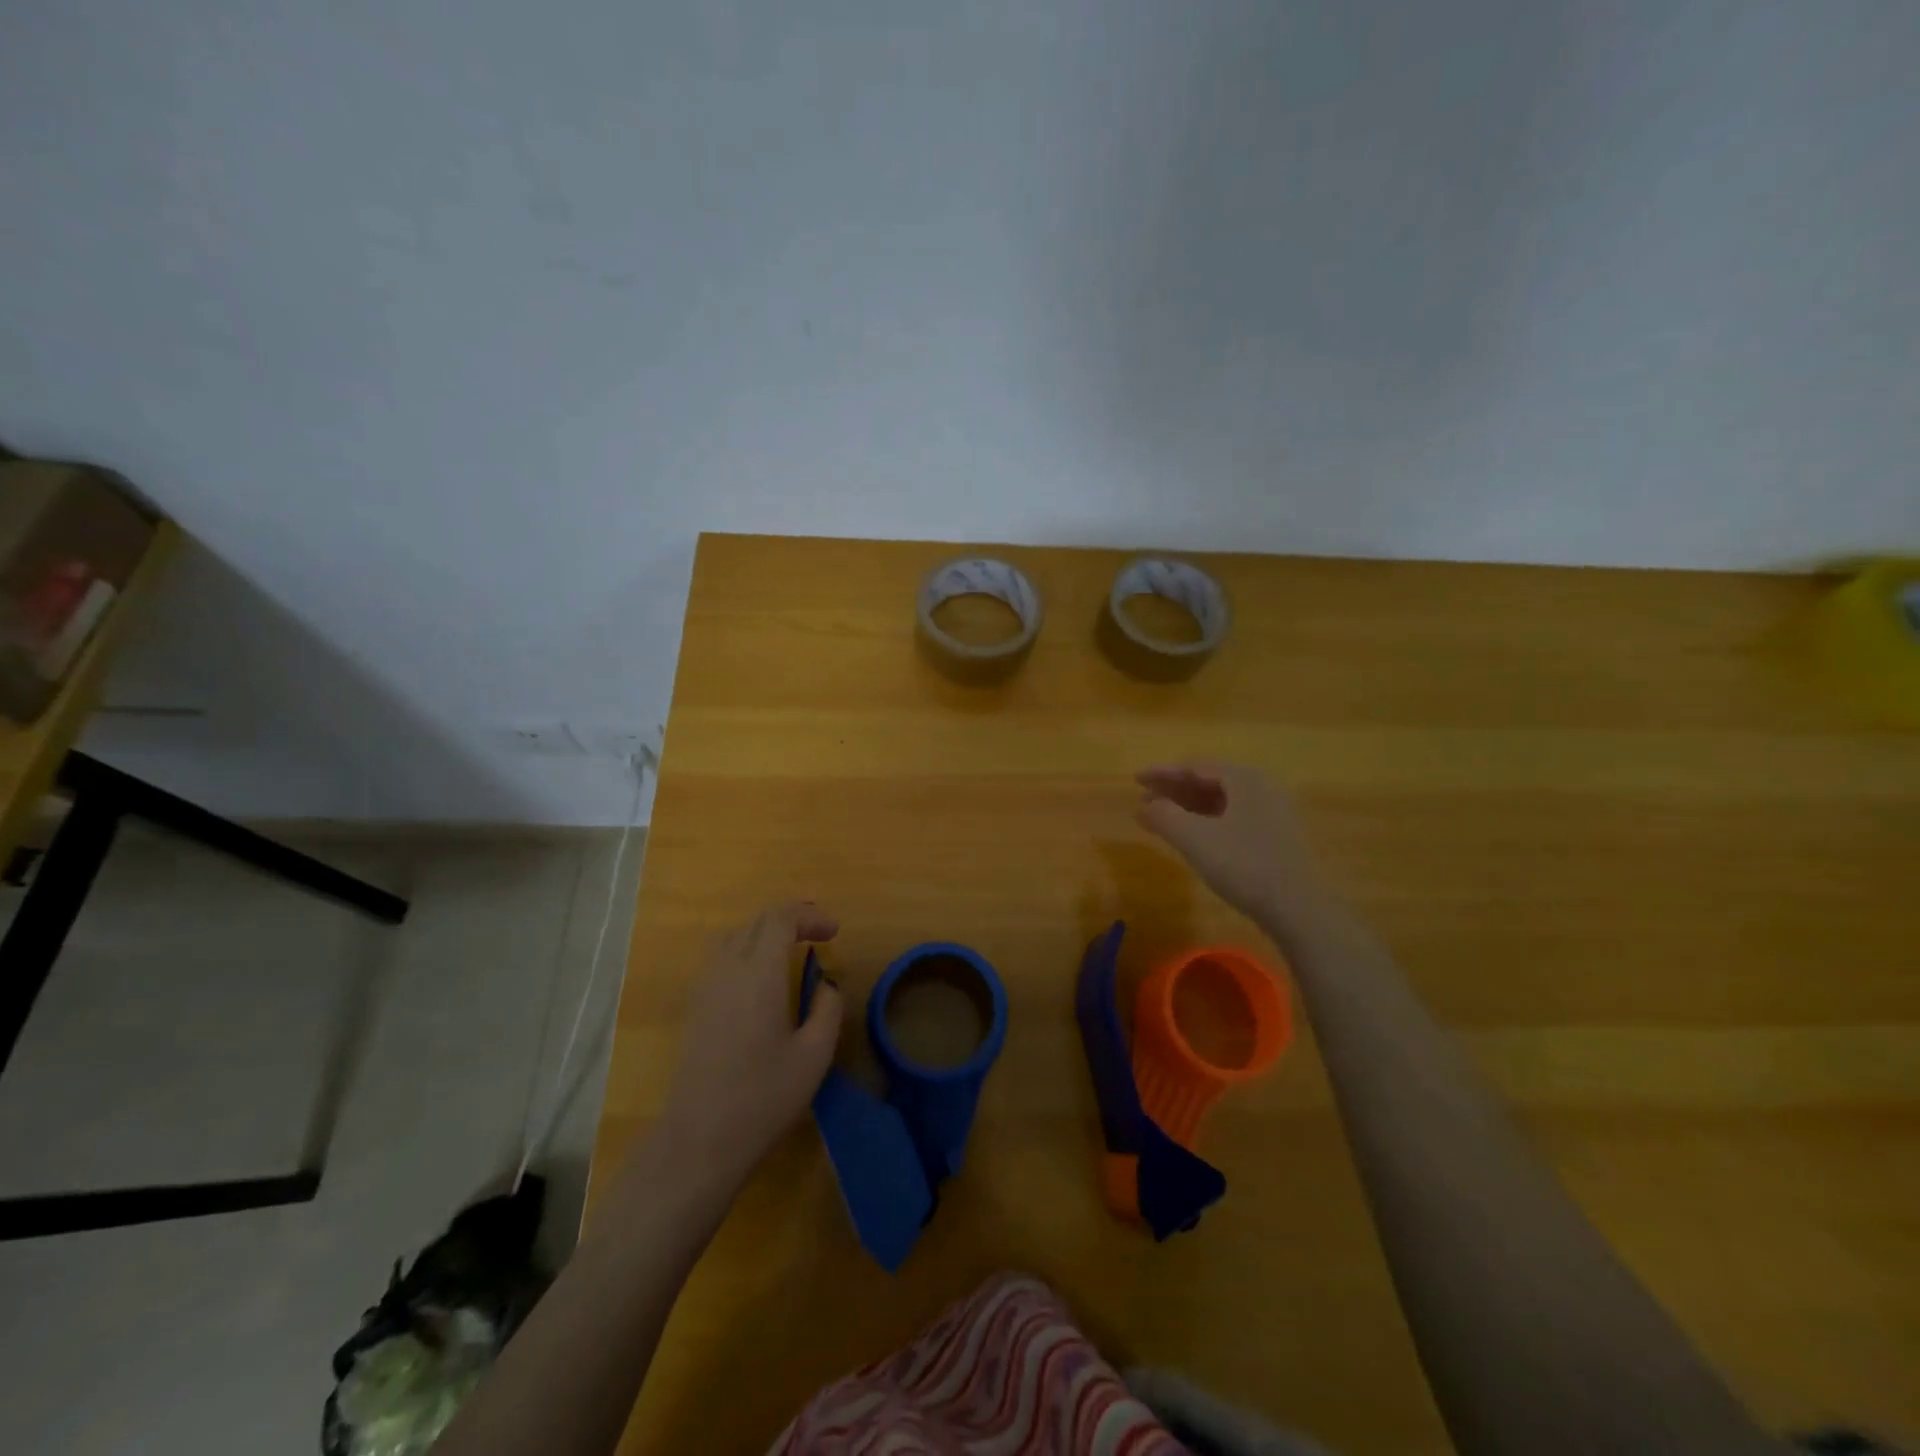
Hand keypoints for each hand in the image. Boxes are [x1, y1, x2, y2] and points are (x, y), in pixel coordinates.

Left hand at [655, 901, 843, 1191]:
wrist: (699, 1141)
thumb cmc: (763, 1098)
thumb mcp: (814, 1056)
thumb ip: (827, 1009)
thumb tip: (826, 984)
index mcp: (759, 974)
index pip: (781, 919)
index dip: (809, 916)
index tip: (834, 932)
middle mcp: (727, 970)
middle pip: (756, 922)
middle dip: (791, 918)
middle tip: (819, 931)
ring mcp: (705, 988)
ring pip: (734, 937)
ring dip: (765, 932)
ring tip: (792, 947)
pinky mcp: (694, 1008)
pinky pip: (721, 958)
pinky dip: (746, 950)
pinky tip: (761, 977)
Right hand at [1135, 763, 1329, 927]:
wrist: (1297, 908)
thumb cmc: (1243, 865)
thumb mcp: (1193, 838)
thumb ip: (1163, 815)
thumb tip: (1145, 805)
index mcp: (1244, 778)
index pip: (1194, 767)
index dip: (1161, 773)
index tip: (1135, 779)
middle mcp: (1261, 787)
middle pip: (1208, 781)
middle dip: (1173, 790)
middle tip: (1143, 799)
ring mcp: (1272, 811)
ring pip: (1221, 800)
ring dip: (1187, 806)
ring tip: (1160, 818)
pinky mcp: (1275, 836)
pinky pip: (1232, 817)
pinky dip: (1206, 820)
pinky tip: (1191, 835)